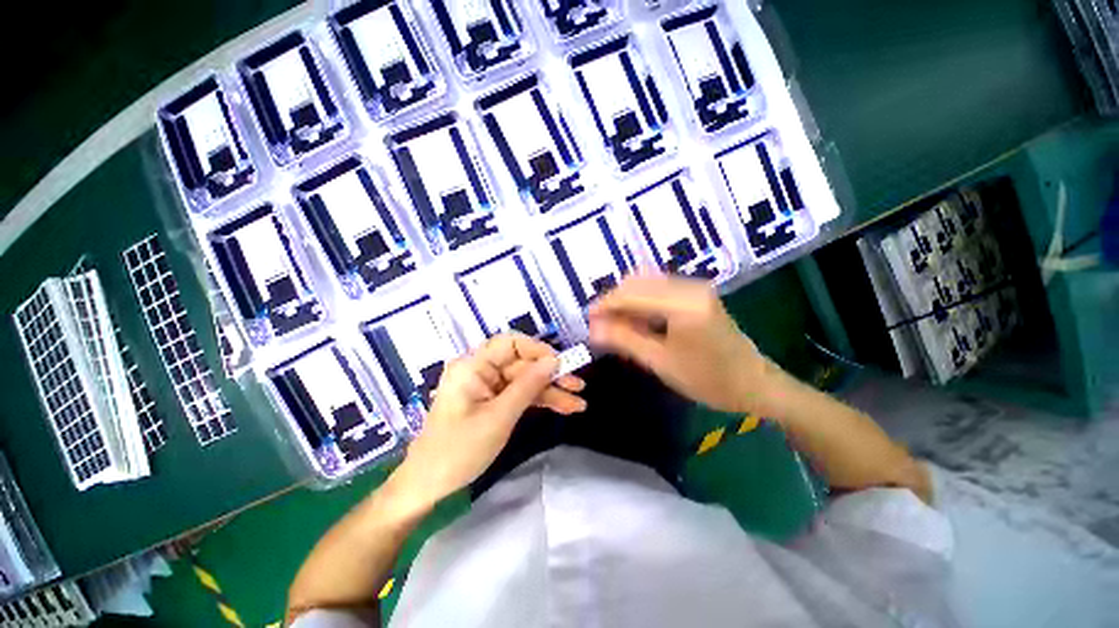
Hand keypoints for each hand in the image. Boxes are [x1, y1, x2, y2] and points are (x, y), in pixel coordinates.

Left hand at [396, 333, 585, 503]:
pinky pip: (518, 395)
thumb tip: (554, 361)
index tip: (561, 364)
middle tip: (579, 386)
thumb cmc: (459, 450)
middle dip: (550, 376)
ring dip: (550, 391)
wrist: (428, 486)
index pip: (510, 343)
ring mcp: (486, 387)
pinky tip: (563, 407)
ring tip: (578, 403)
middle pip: (521, 364)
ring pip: (524, 381)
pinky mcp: (491, 402)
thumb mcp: (499, 417)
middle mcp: (480, 370)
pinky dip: (538, 401)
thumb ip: (528, 386)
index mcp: (473, 366)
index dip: (537, 350)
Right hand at [588, 273, 773, 414]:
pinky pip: (659, 291)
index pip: (632, 294)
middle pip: (638, 283)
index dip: (605, 304)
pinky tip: (635, 321)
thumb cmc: (708, 380)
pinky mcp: (696, 293)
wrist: (754, 384)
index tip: (587, 319)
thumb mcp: (660, 362)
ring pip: (647, 284)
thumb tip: (592, 328)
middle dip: (614, 301)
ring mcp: (695, 287)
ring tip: (613, 325)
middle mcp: (689, 286)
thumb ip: (624, 340)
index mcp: (683, 304)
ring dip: (627, 302)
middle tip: (599, 324)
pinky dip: (642, 303)